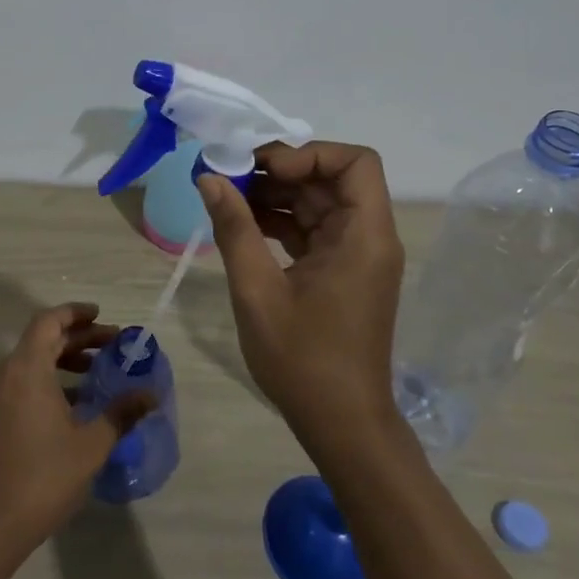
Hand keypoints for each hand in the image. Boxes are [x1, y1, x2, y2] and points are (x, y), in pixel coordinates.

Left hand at [0, 303, 156, 550]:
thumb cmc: (44, 476)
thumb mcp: (92, 444)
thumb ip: (121, 413)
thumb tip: (151, 394)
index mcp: (27, 369)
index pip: (49, 321)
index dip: (75, 313)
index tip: (102, 316)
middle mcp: (6, 375)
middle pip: (42, 340)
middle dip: (78, 338)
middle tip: (112, 345)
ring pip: (31, 362)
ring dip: (64, 360)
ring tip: (97, 372)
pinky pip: (22, 383)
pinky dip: (48, 381)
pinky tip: (75, 405)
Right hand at [198, 142, 406, 443]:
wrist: (341, 424)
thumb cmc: (303, 360)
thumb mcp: (257, 291)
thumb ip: (234, 228)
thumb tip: (209, 178)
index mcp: (363, 236)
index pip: (355, 163)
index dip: (308, 155)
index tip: (262, 170)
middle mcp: (368, 237)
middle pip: (333, 179)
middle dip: (280, 172)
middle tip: (229, 177)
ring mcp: (356, 256)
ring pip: (320, 203)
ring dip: (276, 196)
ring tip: (226, 198)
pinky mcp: (343, 273)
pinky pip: (314, 230)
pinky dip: (281, 222)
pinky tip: (242, 225)